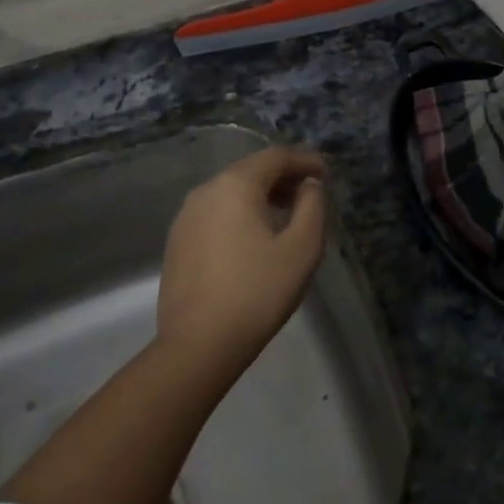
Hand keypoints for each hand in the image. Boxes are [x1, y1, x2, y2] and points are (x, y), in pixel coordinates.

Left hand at [156, 147, 327, 366]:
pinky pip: (215, 213)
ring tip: (285, 216)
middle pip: (250, 171)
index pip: (275, 157)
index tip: (325, 173)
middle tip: (309, 193)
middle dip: (282, 177)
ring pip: (230, 192)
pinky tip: (254, 238)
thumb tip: (308, 186)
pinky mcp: (177, 242)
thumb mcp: (302, 248)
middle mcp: (206, 191)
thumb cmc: (257, 292)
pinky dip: (240, 214)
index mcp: (235, 185)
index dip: (303, 160)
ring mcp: (186, 217)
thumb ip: (312, 206)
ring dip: (261, 196)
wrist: (198, 345)